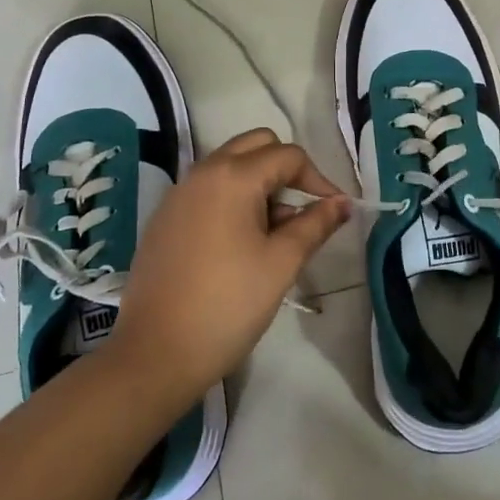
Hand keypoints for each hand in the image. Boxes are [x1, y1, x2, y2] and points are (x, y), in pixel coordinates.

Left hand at [110, 128, 350, 400]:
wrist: (156, 353)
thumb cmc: (228, 305)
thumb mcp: (281, 263)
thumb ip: (315, 225)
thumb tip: (343, 203)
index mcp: (233, 176)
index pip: (288, 156)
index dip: (318, 179)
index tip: (332, 212)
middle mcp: (203, 172)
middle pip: (256, 146)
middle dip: (286, 170)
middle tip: (300, 214)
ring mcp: (178, 193)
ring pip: (230, 165)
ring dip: (259, 184)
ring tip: (272, 235)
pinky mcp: (164, 217)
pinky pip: (207, 189)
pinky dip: (232, 198)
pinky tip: (238, 245)